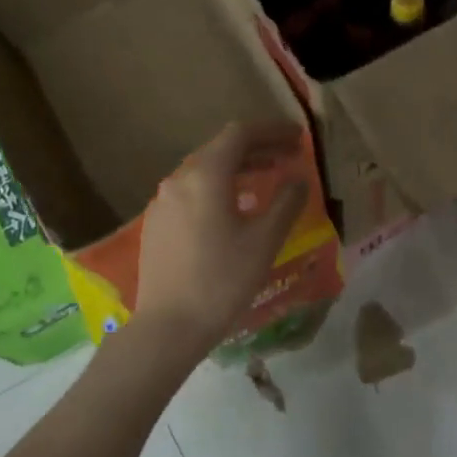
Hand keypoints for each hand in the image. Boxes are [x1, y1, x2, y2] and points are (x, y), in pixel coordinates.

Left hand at [134, 121, 310, 361]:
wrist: (169, 325)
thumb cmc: (222, 281)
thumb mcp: (264, 242)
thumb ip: (286, 203)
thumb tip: (298, 180)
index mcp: (205, 176)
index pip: (240, 134)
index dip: (272, 131)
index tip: (298, 138)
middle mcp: (179, 179)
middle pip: (221, 149)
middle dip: (257, 148)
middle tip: (288, 156)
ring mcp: (163, 202)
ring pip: (204, 171)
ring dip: (238, 168)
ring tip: (266, 178)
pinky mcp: (157, 223)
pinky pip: (192, 191)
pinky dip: (218, 187)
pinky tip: (234, 208)